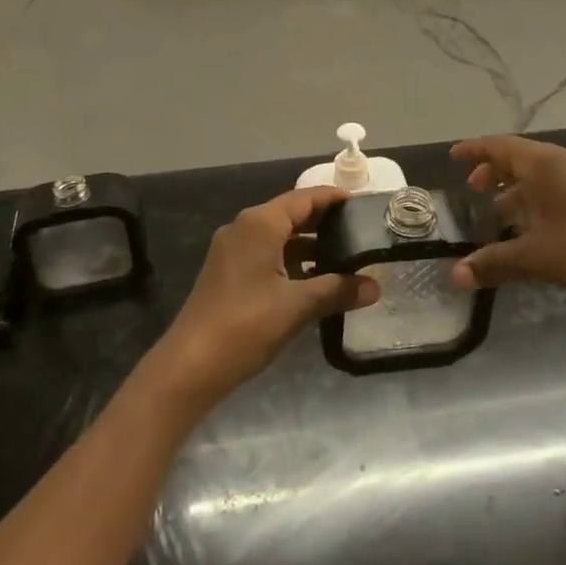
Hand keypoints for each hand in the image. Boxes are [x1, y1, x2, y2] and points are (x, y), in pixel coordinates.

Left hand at [152, 186, 379, 407]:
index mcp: (260, 224)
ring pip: (277, 236)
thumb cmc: (245, 325)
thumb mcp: (297, 306)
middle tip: (358, 230)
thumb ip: (337, 291)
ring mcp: (231, 250)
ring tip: (342, 257)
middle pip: (290, 214)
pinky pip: (265, 253)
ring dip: (308, 244)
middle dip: (323, 221)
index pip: (304, 198)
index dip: (333, 198)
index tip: (361, 204)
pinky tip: (312, 281)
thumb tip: (375, 288)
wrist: (190, 366)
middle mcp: (244, 228)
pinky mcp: (227, 272)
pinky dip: (290, 260)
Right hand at [449, 135, 565, 319]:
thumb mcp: (535, 257)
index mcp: (544, 164)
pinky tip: (531, 225)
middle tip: (473, 189)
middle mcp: (562, 161)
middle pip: (519, 157)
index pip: (499, 146)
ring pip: (539, 173)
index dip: (474, 150)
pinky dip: (535, 197)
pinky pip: (555, 184)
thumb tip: (455, 276)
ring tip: (497, 212)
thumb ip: (493, 262)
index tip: (453, 156)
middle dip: (494, 171)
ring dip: (515, 188)